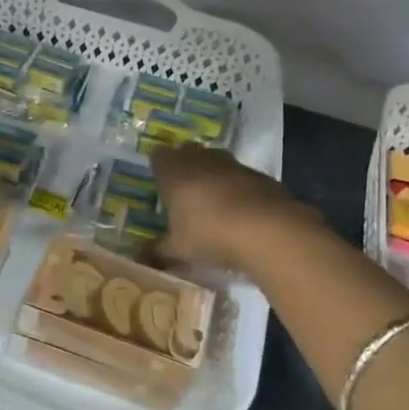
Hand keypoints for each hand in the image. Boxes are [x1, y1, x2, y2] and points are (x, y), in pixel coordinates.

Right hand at [150, 144, 321, 270]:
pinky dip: (236, 188)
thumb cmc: (211, 234)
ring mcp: (232, 164)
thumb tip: (140, 256)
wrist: (268, 229)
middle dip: (184, 168)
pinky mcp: (258, 175)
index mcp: (174, 172)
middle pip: (187, 153)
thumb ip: (157, 252)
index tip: (159, 185)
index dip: (158, 168)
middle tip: (182, 192)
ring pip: (215, 161)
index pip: (159, 157)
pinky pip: (240, 176)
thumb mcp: (178, 250)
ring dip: (211, 176)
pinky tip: (239, 211)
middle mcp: (201, 160)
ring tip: (211, 202)